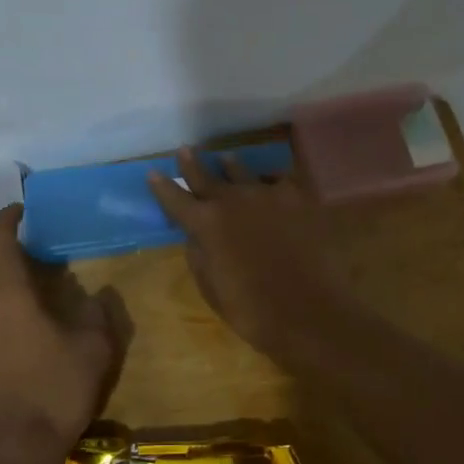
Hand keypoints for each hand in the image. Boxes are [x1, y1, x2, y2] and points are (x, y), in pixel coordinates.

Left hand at [0, 205, 123, 463]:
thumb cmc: (56, 392)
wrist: (10, 454)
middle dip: (15, 277)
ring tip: (28, 336)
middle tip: (42, 295)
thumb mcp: (95, 350)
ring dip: (2, 311)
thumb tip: (93, 297)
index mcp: (8, 296)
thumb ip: (97, 313)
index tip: (18, 212)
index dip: (7, 219)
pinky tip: (10, 366)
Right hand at [146, 149, 356, 363]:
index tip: (153, 173)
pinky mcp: (300, 199)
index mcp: (207, 224)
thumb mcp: (211, 287)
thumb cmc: (253, 311)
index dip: (162, 187)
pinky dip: (270, 179)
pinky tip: (270, 181)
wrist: (311, 313)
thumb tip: (195, 236)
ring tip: (225, 159)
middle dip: (193, 164)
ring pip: (243, 172)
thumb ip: (199, 255)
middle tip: (185, 150)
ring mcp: (269, 195)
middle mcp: (234, 200)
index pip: (176, 199)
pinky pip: (280, 179)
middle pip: (207, 176)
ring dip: (230, 166)